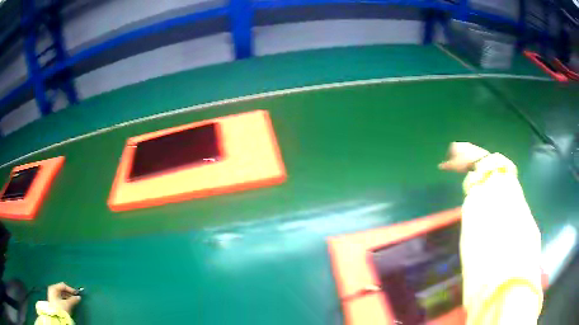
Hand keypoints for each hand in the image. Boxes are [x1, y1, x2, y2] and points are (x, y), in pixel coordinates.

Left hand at [47, 282, 80, 314]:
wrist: (57, 316)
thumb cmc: (60, 308)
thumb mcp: (67, 304)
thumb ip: (73, 300)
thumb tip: (78, 297)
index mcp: (53, 287)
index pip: (63, 285)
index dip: (70, 289)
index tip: (76, 294)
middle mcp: (52, 290)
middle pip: (62, 290)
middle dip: (69, 294)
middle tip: (75, 298)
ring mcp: (53, 295)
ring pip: (61, 294)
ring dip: (68, 297)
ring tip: (73, 302)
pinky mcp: (54, 301)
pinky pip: (61, 298)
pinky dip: (65, 300)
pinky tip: (69, 304)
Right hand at [438, 142, 489, 172]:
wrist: (479, 160)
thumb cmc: (463, 162)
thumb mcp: (453, 166)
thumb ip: (446, 166)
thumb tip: (439, 166)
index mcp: (455, 145)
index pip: (450, 150)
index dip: (449, 158)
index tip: (450, 165)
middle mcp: (462, 143)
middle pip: (457, 150)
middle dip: (457, 157)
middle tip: (457, 166)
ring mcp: (470, 145)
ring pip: (464, 152)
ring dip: (463, 158)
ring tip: (464, 166)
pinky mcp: (477, 149)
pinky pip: (471, 154)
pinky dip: (469, 158)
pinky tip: (471, 165)